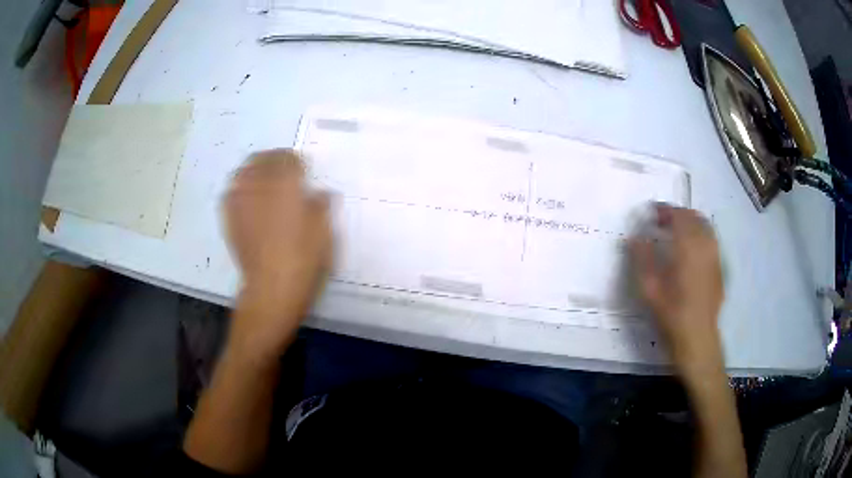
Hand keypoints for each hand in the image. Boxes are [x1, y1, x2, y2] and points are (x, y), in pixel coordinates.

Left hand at [223, 149, 332, 359]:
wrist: (272, 287)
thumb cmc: (303, 259)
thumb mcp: (323, 231)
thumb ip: (321, 206)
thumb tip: (320, 194)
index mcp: (286, 185)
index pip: (287, 158)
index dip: (295, 160)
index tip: (302, 167)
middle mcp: (260, 187)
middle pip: (262, 159)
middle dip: (273, 158)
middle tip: (283, 167)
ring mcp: (241, 202)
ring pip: (243, 171)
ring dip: (254, 168)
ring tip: (262, 177)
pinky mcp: (230, 218)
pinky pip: (230, 192)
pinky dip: (238, 186)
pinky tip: (246, 195)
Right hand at [629, 204, 724, 375]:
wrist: (697, 338)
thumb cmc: (672, 315)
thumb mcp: (650, 290)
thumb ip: (642, 259)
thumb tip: (634, 237)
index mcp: (688, 250)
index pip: (678, 217)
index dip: (665, 210)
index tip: (652, 212)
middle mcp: (705, 247)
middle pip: (694, 217)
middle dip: (678, 213)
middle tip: (662, 221)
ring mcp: (715, 257)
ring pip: (706, 227)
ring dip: (691, 221)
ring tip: (677, 231)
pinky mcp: (719, 268)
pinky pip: (711, 240)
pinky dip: (700, 234)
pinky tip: (691, 249)